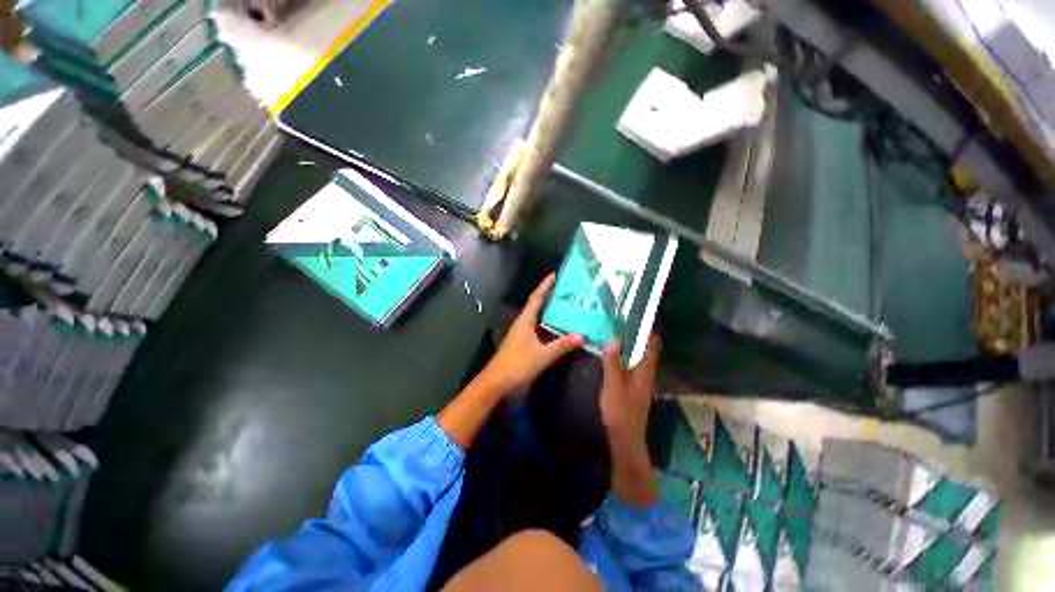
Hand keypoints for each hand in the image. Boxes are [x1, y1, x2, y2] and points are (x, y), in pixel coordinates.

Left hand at [480, 274, 582, 398]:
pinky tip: (559, 328)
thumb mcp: (542, 355)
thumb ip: (561, 345)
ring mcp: (522, 333)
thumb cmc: (517, 364)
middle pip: (537, 304)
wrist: (497, 383)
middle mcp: (523, 323)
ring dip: (550, 311)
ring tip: (567, 306)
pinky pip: (539, 328)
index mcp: (525, 320)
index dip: (545, 285)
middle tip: (568, 290)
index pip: (537, 297)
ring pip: (538, 317)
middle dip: (550, 295)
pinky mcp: (523, 343)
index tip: (556, 274)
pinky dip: (549, 325)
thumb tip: (581, 335)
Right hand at [600, 335, 660, 506]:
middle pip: (646, 348)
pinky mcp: (633, 387)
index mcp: (645, 369)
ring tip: (613, 333)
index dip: (647, 328)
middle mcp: (647, 372)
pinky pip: (631, 365)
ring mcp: (641, 380)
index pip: (653, 343)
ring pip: (637, 356)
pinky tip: (611, 354)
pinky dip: (624, 356)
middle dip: (635, 334)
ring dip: (628, 345)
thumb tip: (615, 339)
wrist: (625, 440)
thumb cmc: (620, 411)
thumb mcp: (613, 384)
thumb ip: (613, 362)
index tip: (635, 315)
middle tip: (619, 321)